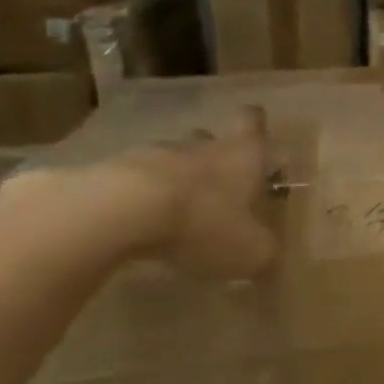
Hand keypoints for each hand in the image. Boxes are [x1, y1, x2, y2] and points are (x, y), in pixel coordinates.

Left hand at [116, 108, 279, 279]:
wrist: (119, 213)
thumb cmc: (203, 222)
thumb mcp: (250, 252)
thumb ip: (266, 255)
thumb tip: (272, 262)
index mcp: (242, 155)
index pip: (252, 121)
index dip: (255, 126)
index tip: (256, 138)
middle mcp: (201, 147)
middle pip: (208, 138)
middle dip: (213, 156)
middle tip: (219, 184)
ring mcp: (152, 156)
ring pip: (169, 159)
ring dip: (174, 178)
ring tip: (175, 210)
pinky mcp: (110, 173)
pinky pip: (131, 181)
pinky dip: (138, 197)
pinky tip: (138, 224)